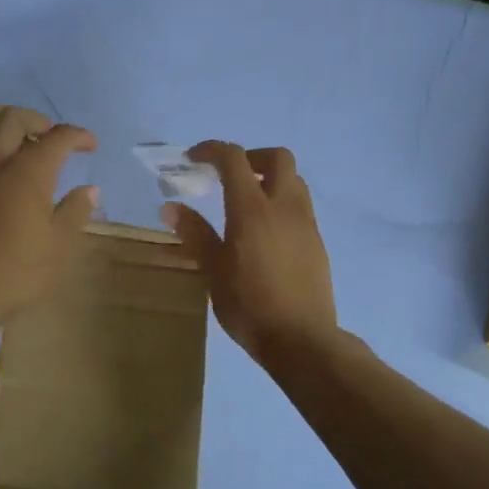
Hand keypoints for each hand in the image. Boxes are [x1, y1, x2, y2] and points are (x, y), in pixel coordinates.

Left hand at [0, 108, 97, 323]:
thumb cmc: (19, 270)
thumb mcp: (59, 244)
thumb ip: (76, 210)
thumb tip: (90, 189)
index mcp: (27, 172)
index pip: (56, 137)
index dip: (77, 136)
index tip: (90, 145)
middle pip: (12, 119)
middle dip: (37, 120)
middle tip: (54, 137)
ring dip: (11, 135)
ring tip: (29, 155)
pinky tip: (6, 182)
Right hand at [163, 142, 337, 366]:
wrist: (301, 339)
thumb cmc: (249, 305)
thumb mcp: (213, 270)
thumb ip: (195, 234)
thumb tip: (171, 207)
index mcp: (253, 209)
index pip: (234, 159)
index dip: (211, 150)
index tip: (193, 158)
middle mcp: (284, 207)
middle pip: (277, 157)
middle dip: (251, 157)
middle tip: (229, 175)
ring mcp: (306, 223)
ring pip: (294, 180)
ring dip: (270, 178)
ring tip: (247, 202)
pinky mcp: (317, 242)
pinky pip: (301, 206)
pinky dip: (281, 203)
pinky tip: (265, 233)